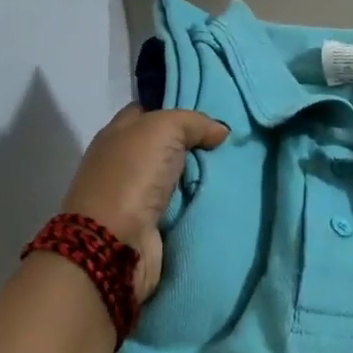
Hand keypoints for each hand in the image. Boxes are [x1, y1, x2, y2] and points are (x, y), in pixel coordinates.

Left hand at [60, 105, 228, 300]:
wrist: (115, 243)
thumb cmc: (132, 174)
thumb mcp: (163, 128)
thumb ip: (193, 122)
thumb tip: (220, 131)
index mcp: (117, 134)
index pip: (149, 111)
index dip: (176, 108)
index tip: (209, 113)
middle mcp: (123, 162)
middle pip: (166, 146)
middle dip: (196, 144)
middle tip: (230, 143)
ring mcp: (134, 195)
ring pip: (176, 177)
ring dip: (200, 176)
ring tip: (237, 168)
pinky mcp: (148, 225)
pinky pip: (180, 206)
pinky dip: (198, 203)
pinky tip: (224, 196)